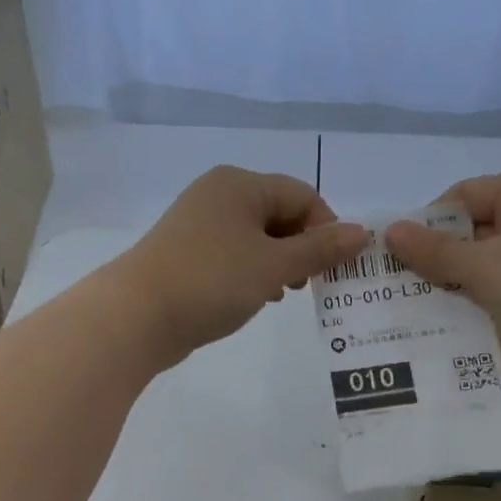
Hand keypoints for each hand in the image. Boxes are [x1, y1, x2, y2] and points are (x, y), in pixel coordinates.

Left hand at [107, 166, 368, 366]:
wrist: (136, 316)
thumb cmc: (211, 282)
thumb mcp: (274, 266)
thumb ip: (320, 250)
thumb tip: (363, 233)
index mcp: (240, 185)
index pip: (303, 195)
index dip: (326, 229)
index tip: (333, 269)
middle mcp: (218, 195)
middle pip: (279, 213)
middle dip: (302, 248)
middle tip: (309, 285)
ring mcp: (198, 224)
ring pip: (256, 237)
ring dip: (279, 263)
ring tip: (283, 294)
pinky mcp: (186, 253)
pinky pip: (233, 254)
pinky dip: (252, 272)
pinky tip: (257, 297)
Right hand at [384, 174, 500, 387]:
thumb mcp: (484, 266)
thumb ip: (435, 251)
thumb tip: (389, 231)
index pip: (464, 194)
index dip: (429, 222)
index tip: (402, 256)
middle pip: (478, 224)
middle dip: (443, 253)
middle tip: (407, 283)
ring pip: (494, 254)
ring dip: (463, 276)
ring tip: (429, 301)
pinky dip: (489, 290)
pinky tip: (465, 313)